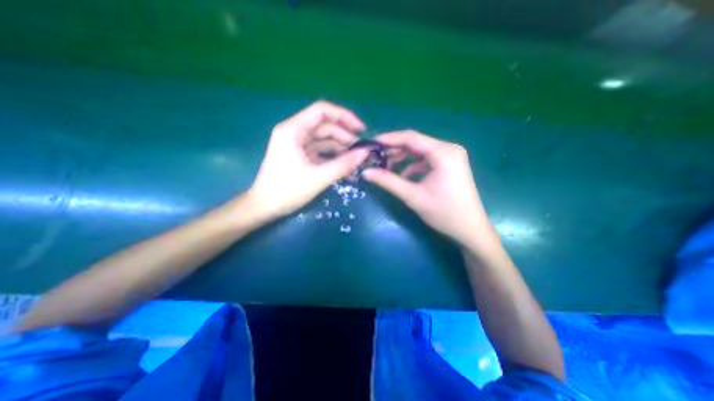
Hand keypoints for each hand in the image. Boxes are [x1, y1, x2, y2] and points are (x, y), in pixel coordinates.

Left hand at [246, 99, 368, 218]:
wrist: (264, 208)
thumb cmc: (287, 191)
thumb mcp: (318, 177)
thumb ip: (343, 164)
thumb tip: (365, 153)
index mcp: (294, 130)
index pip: (322, 111)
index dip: (344, 117)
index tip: (361, 130)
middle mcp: (295, 133)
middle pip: (325, 127)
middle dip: (345, 138)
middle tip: (362, 152)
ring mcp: (298, 145)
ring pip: (325, 141)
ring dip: (341, 150)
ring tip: (357, 162)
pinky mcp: (301, 157)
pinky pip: (321, 152)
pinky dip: (333, 159)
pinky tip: (346, 169)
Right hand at [364, 132, 500, 250]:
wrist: (470, 230)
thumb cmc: (444, 213)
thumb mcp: (413, 196)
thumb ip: (388, 182)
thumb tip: (366, 172)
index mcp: (443, 152)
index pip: (411, 138)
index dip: (388, 139)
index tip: (370, 144)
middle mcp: (448, 149)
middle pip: (415, 143)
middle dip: (394, 150)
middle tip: (374, 157)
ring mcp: (450, 156)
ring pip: (419, 151)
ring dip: (402, 158)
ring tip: (385, 167)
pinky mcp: (449, 165)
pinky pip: (426, 160)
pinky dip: (412, 166)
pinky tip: (403, 177)